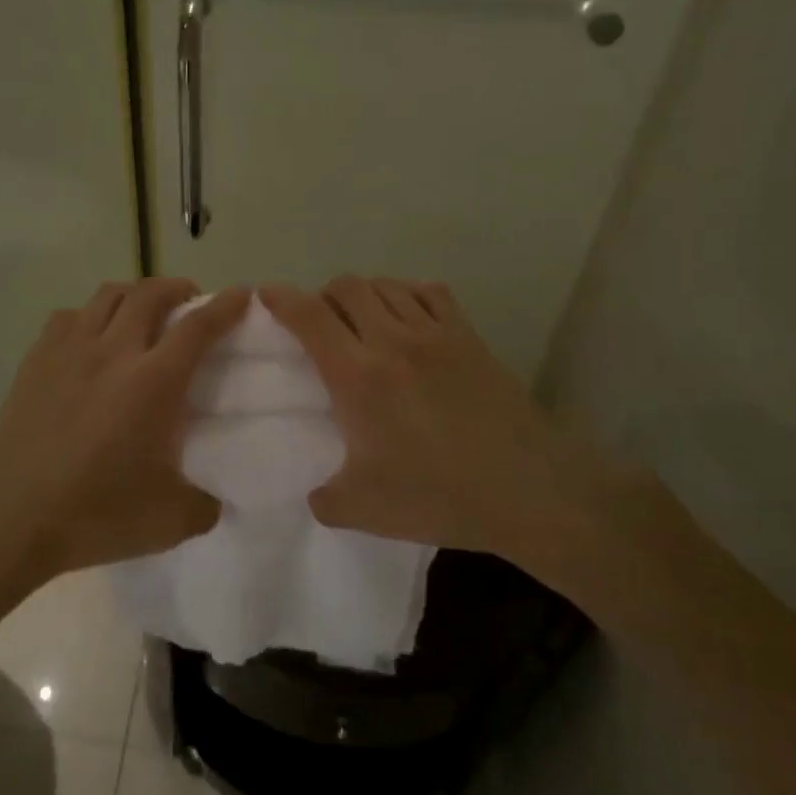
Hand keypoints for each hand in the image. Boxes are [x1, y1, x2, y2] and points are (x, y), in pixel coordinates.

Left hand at [0, 279, 250, 587]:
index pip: (198, 327)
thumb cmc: (92, 514)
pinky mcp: (35, 361)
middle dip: (178, 288)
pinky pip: (69, 316)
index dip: (225, 306)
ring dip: (135, 293)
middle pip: (150, 294)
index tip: (241, 293)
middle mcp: (113, 352)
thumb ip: (204, 507)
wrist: (6, 517)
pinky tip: (92, 338)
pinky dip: (90, 315)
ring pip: (107, 295)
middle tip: (191, 301)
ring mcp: (69, 351)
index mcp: (153, 382)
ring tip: (143, 311)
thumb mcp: (168, 522)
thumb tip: (215, 501)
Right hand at [261, 277, 677, 605]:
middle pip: (346, 286)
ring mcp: (435, 333)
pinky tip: (408, 320)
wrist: (529, 489)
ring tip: (362, 323)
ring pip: (386, 284)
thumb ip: (325, 499)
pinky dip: (407, 295)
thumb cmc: (439, 495)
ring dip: (363, 295)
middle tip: (320, 326)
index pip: (308, 316)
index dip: (281, 299)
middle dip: (322, 296)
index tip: (265, 295)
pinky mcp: (469, 336)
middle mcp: (392, 340)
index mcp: (358, 375)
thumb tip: (315, 493)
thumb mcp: (364, 510)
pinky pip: (429, 292)